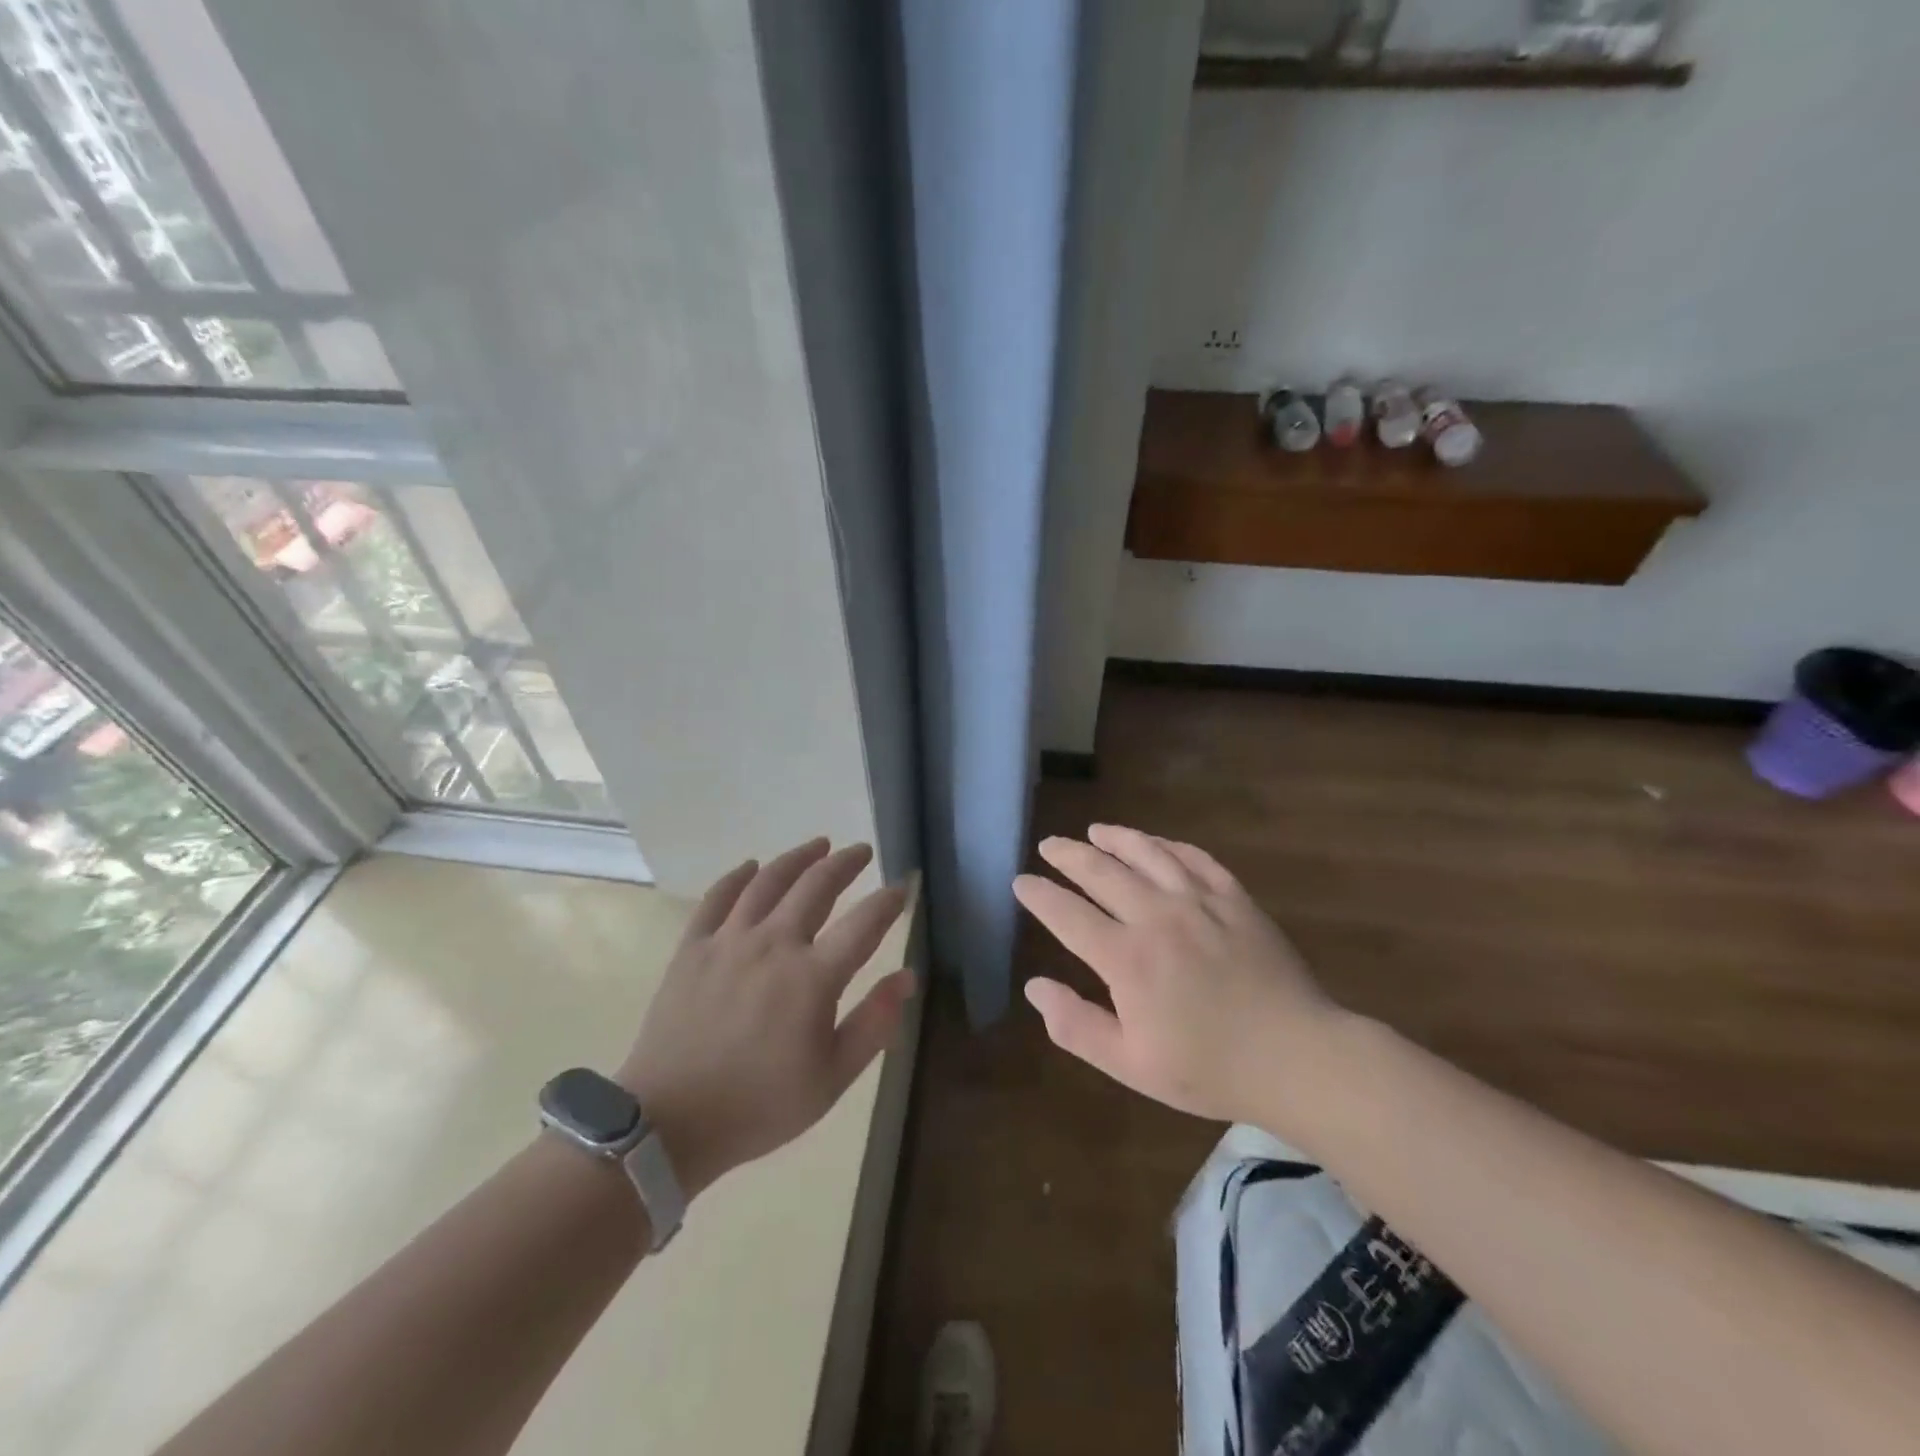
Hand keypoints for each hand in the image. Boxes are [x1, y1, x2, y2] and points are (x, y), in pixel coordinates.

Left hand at [618, 839, 912, 1198]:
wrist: (669, 1124)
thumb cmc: (759, 1106)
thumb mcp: (832, 1078)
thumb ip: (874, 1023)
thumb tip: (906, 977)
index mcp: (813, 977)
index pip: (864, 923)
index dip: (888, 901)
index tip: (902, 888)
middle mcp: (774, 944)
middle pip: (817, 886)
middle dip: (845, 863)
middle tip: (861, 851)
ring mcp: (729, 941)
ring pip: (769, 881)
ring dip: (798, 858)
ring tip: (818, 844)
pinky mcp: (693, 948)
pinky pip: (717, 898)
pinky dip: (737, 877)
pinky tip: (751, 866)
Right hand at [1013, 824, 1337, 1132]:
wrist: (1297, 1058)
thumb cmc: (1209, 1069)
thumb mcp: (1131, 1064)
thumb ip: (1076, 1025)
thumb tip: (1034, 986)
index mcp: (1127, 958)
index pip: (1067, 914)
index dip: (1039, 895)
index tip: (1021, 881)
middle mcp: (1157, 916)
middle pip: (1101, 871)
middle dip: (1068, 855)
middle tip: (1049, 846)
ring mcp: (1199, 901)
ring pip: (1147, 853)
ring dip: (1116, 838)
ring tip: (1095, 831)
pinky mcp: (1234, 898)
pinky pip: (1194, 858)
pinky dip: (1168, 845)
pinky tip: (1157, 843)